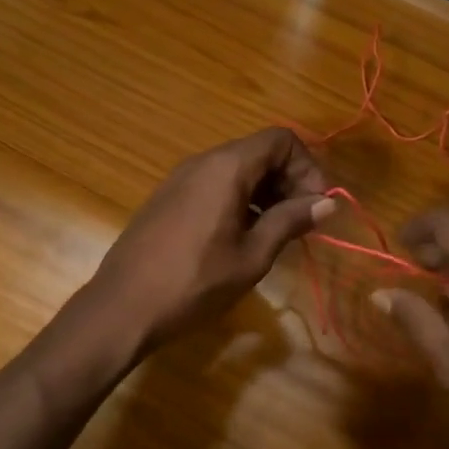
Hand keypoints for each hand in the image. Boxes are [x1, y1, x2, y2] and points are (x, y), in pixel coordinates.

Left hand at [87, 128, 333, 353]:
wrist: (121, 308)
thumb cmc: (194, 283)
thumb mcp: (252, 256)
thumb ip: (289, 221)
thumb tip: (327, 202)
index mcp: (226, 168)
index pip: (280, 140)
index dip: (307, 167)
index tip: (316, 204)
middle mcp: (203, 162)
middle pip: (259, 151)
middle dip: (289, 179)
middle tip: (302, 221)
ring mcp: (181, 178)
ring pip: (237, 168)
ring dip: (266, 191)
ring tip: (277, 231)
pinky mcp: (168, 197)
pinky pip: (215, 183)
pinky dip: (240, 198)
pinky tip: (243, 235)